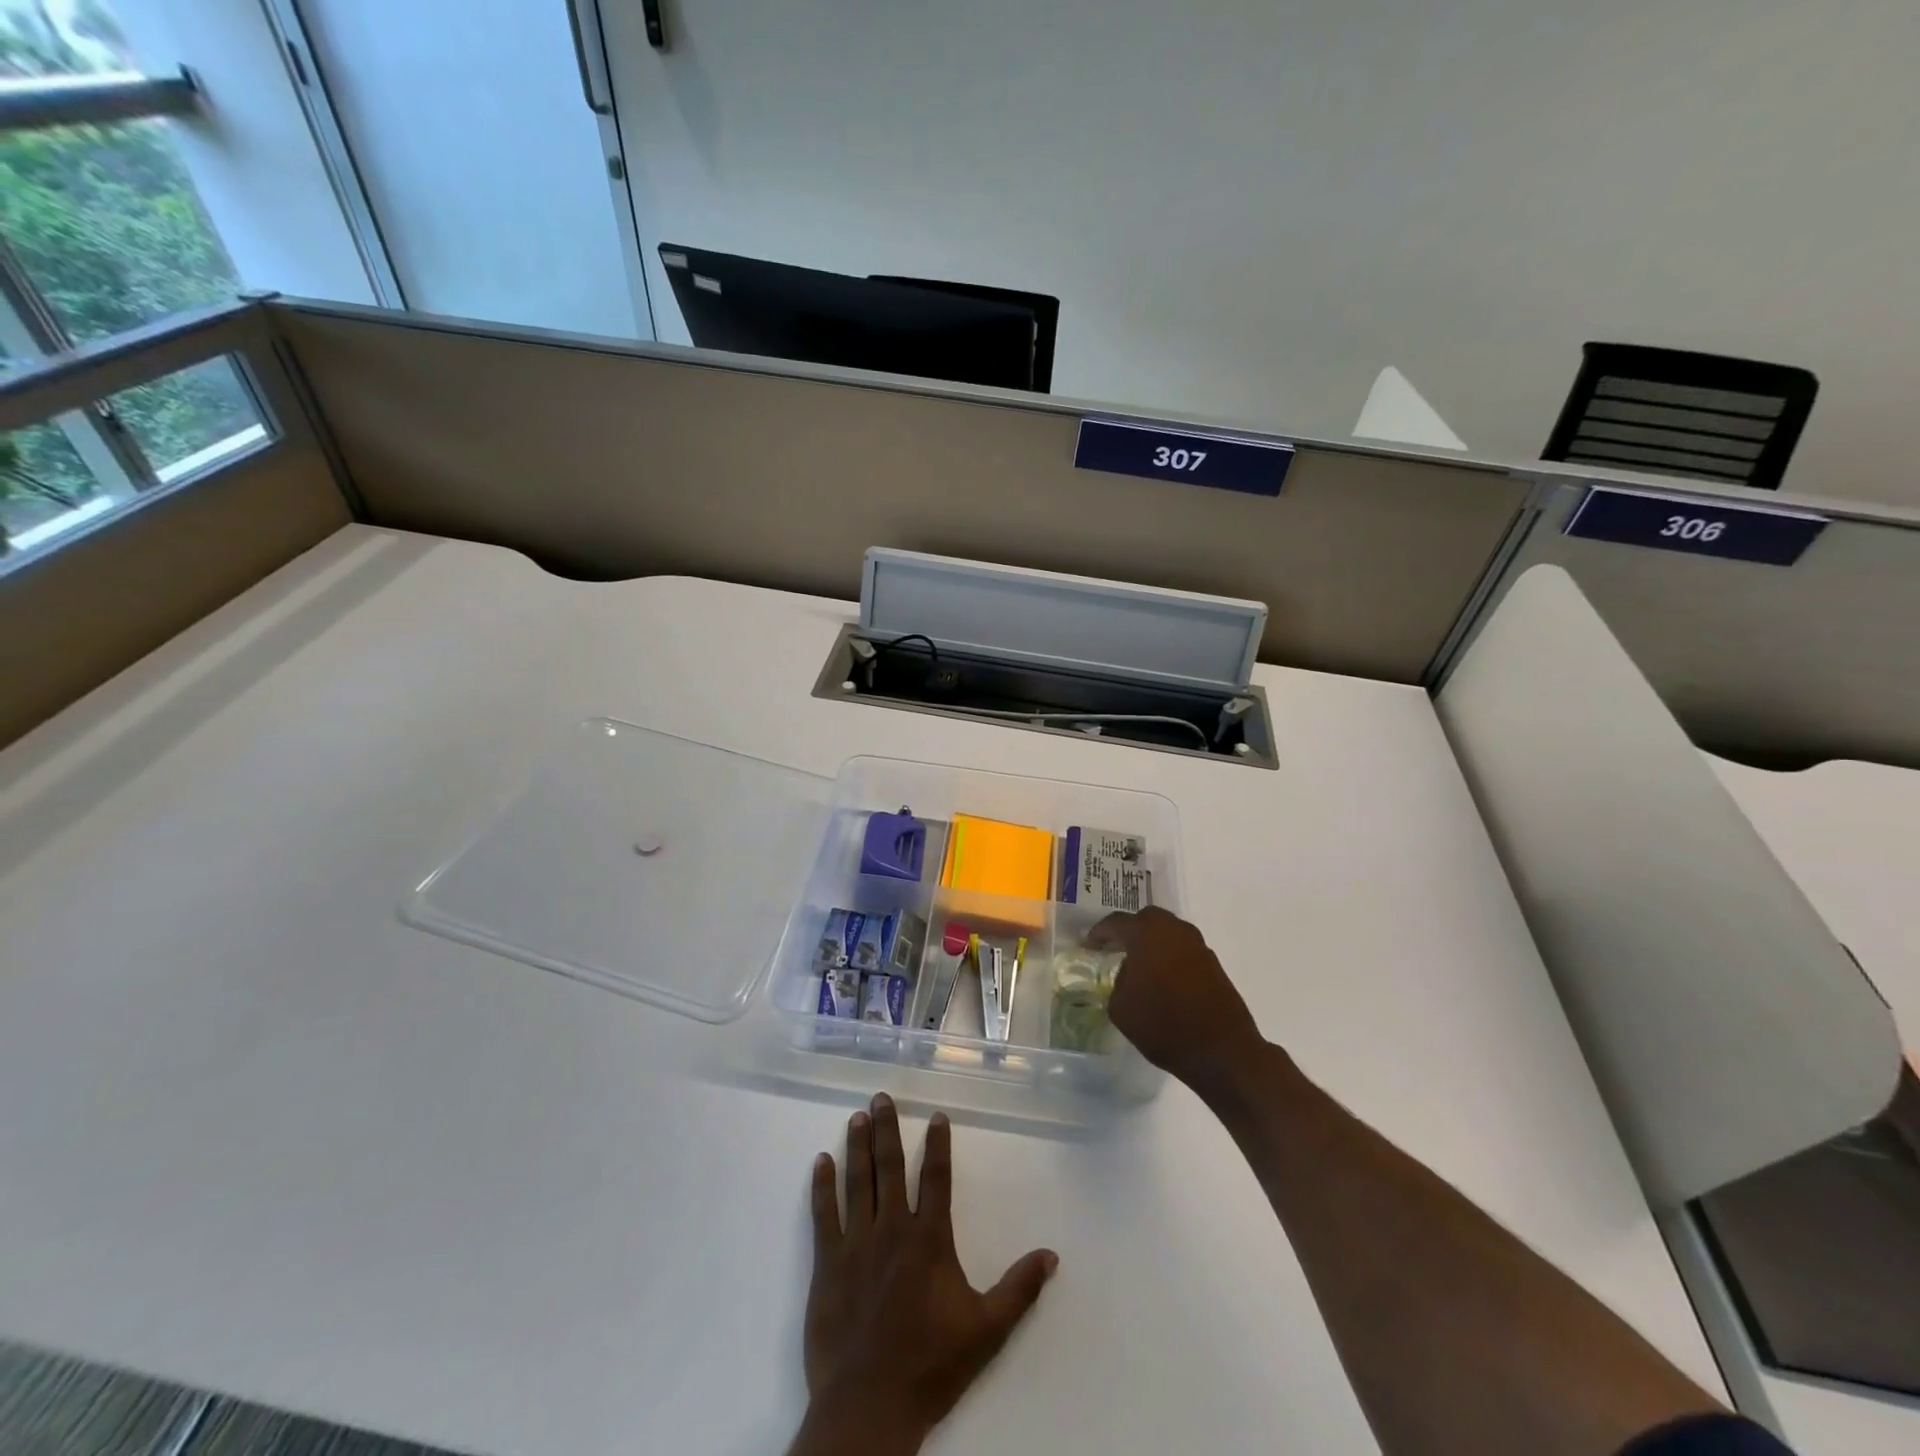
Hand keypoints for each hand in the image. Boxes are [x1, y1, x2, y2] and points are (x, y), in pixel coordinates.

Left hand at [789, 1094, 1057, 1455]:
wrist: (869, 1405)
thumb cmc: (930, 1364)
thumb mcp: (986, 1330)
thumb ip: (1019, 1290)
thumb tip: (1051, 1255)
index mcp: (929, 1239)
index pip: (936, 1178)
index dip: (938, 1144)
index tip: (936, 1116)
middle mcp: (892, 1229)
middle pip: (890, 1167)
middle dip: (886, 1129)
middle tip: (880, 1098)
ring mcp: (857, 1244)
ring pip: (858, 1182)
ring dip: (857, 1147)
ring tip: (856, 1117)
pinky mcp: (828, 1264)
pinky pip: (824, 1215)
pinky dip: (822, 1187)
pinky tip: (820, 1162)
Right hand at [1089, 906, 1263, 1089]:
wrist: (1221, 1051)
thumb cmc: (1163, 1027)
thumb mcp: (1121, 1008)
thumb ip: (1119, 981)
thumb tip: (1128, 973)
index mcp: (1146, 935)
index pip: (1116, 922)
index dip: (1099, 933)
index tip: (1090, 945)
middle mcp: (1173, 931)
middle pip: (1146, 918)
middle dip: (1130, 930)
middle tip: (1117, 947)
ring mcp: (1197, 945)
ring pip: (1168, 931)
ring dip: (1153, 941)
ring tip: (1140, 963)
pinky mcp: (1213, 963)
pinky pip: (1183, 948)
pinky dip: (1170, 955)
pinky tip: (1163, 977)